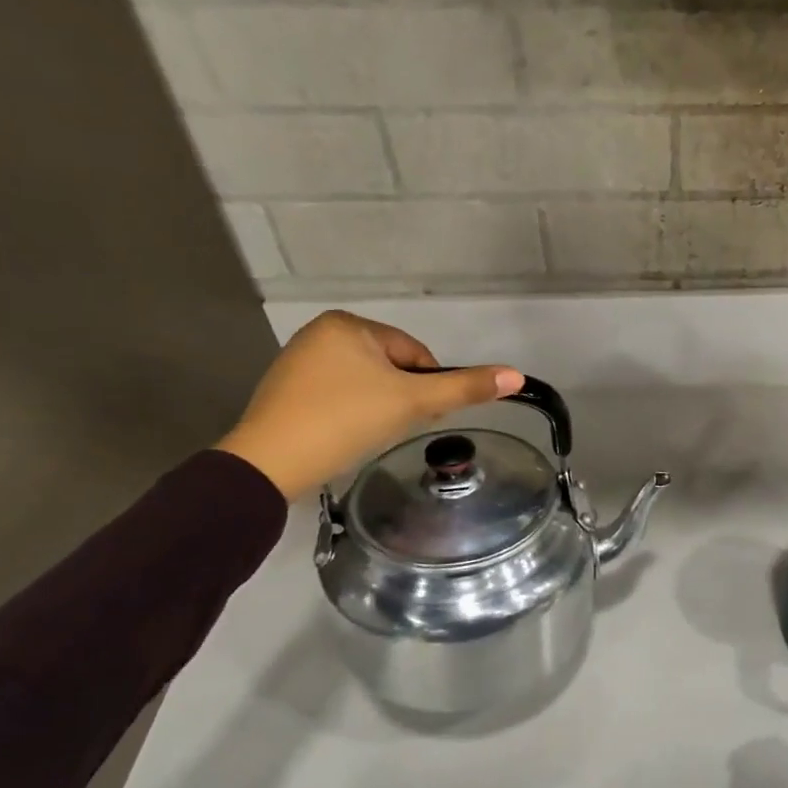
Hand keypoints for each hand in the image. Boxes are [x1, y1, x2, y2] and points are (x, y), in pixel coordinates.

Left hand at [214, 312, 520, 498]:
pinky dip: (351, 414)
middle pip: (391, 367)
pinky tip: (344, 435)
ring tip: (367, 433)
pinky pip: (339, 395)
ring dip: (378, 407)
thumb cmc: (345, 420)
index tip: (416, 416)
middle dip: (400, 398)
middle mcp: (321, 332)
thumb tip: (517, 375)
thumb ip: (465, 387)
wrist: (269, 463)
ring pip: (366, 383)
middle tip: (391, 428)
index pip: (415, 354)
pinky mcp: (286, 390)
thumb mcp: (412, 402)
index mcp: (349, 324)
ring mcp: (299, 361)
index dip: (426, 387)